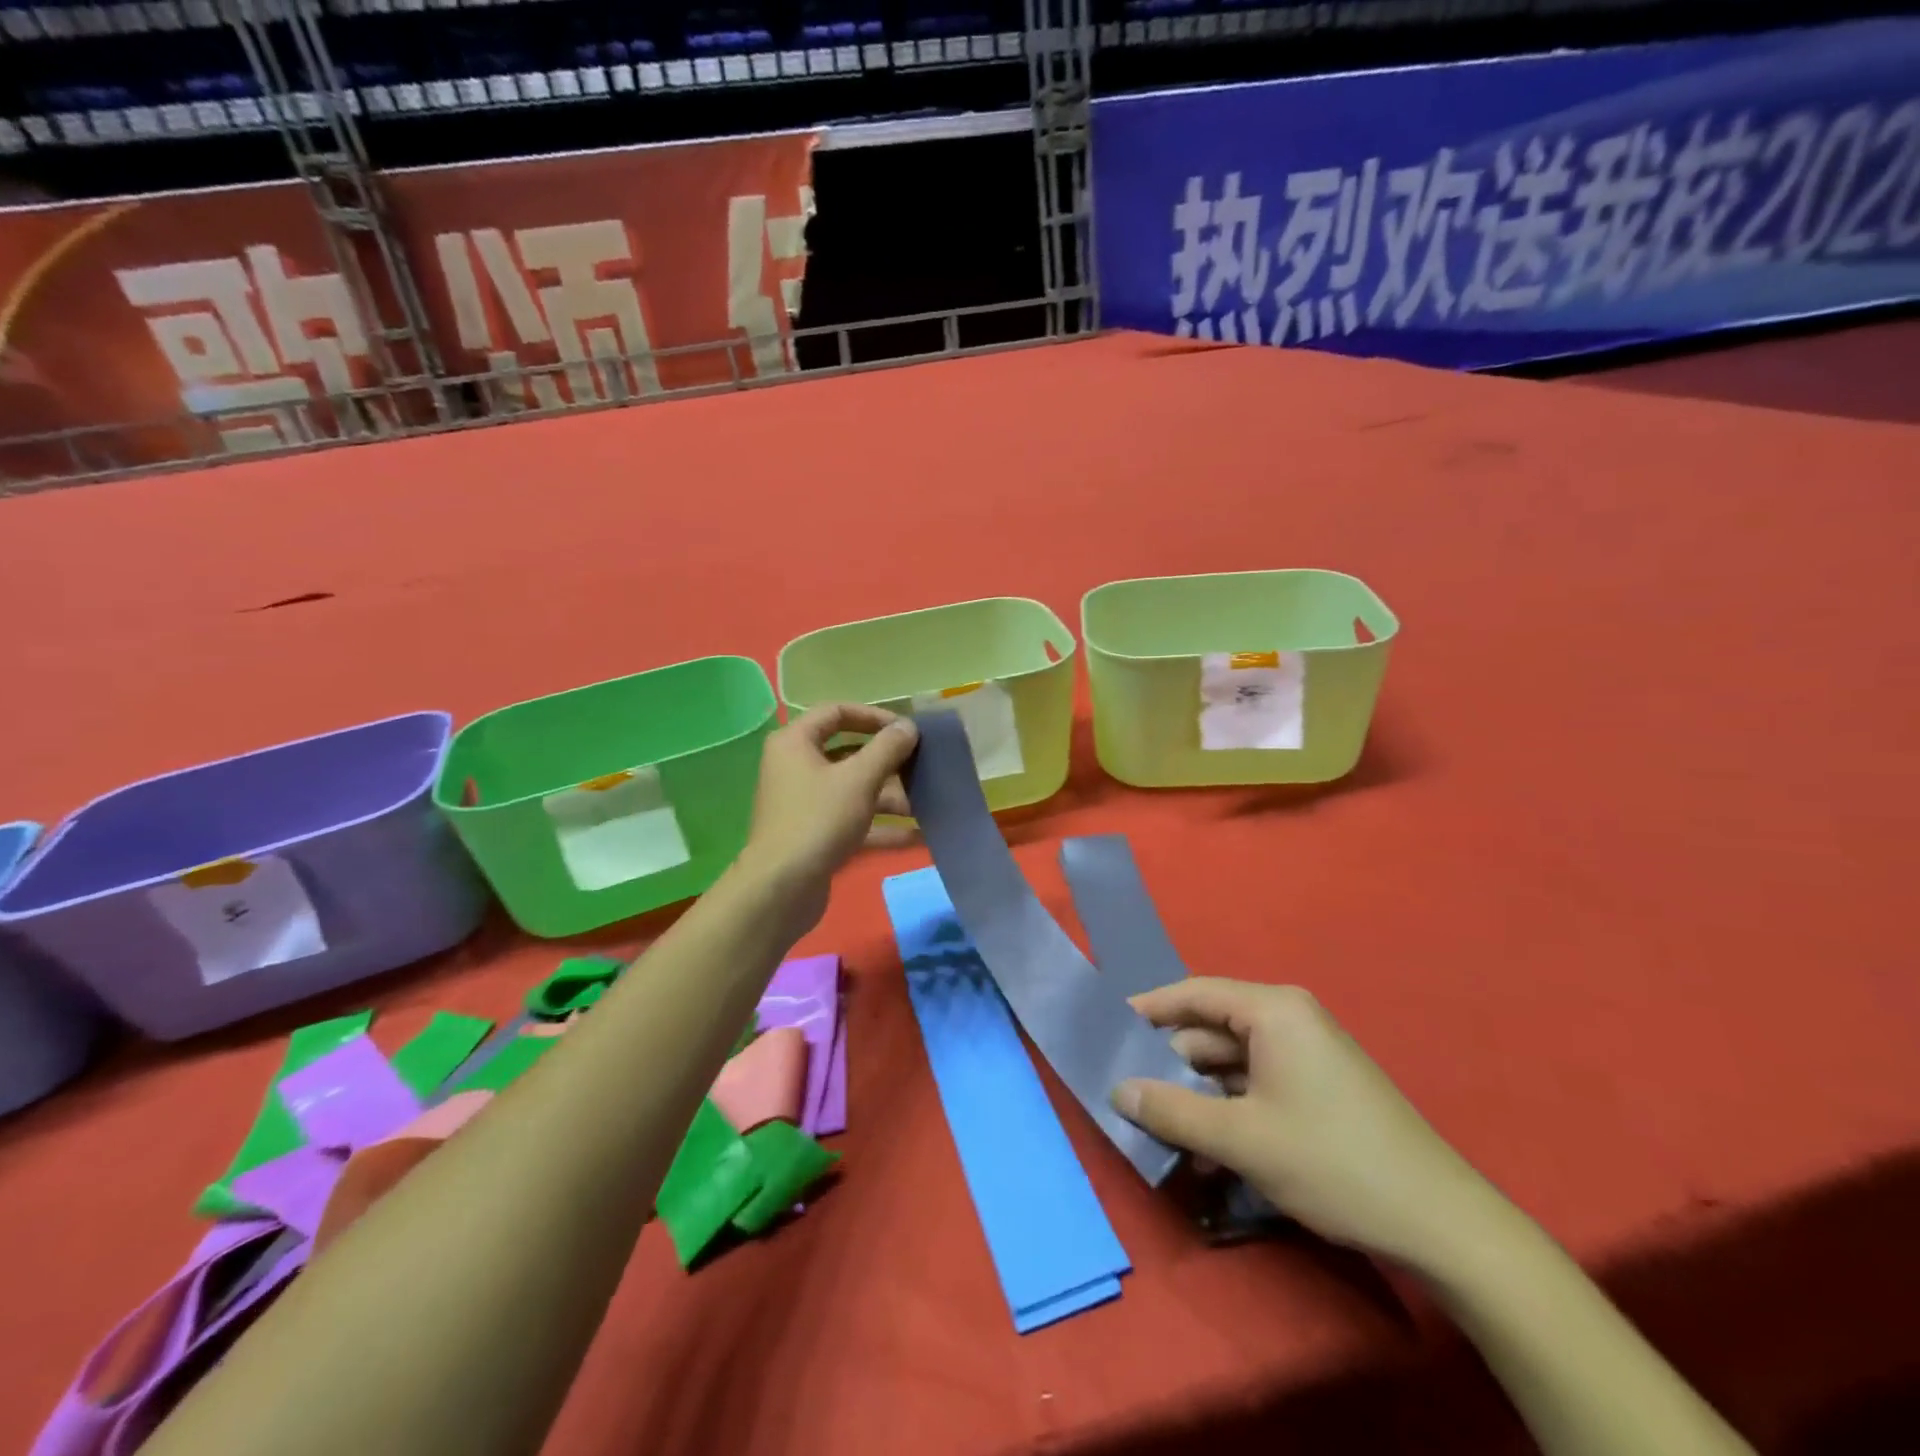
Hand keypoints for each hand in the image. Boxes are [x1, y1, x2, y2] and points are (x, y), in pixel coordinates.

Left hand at [733, 704, 918, 933]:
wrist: (781, 889)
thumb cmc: (818, 820)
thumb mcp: (859, 779)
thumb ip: (887, 749)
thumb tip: (908, 726)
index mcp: (795, 742)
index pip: (837, 712)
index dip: (874, 716)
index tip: (907, 730)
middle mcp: (797, 767)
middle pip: (849, 753)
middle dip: (889, 762)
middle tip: (923, 766)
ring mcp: (805, 804)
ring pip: (854, 790)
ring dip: (891, 796)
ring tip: (928, 804)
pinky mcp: (816, 835)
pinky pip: (854, 821)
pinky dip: (882, 826)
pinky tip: (920, 836)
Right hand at [1113, 980, 1505, 1272]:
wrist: (1442, 1225)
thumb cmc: (1333, 1162)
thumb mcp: (1241, 1140)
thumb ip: (1171, 1112)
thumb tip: (1116, 1091)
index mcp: (1272, 1010)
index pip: (1192, 993)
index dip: (1147, 1011)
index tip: (1107, 1032)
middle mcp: (1288, 1020)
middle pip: (1210, 1030)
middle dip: (1170, 1066)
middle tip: (1128, 1094)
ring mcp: (1306, 1055)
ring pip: (1231, 1064)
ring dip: (1198, 1097)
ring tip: (1163, 1133)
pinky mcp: (1318, 1089)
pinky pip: (1257, 1086)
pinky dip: (1229, 1112)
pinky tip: (1209, 1155)